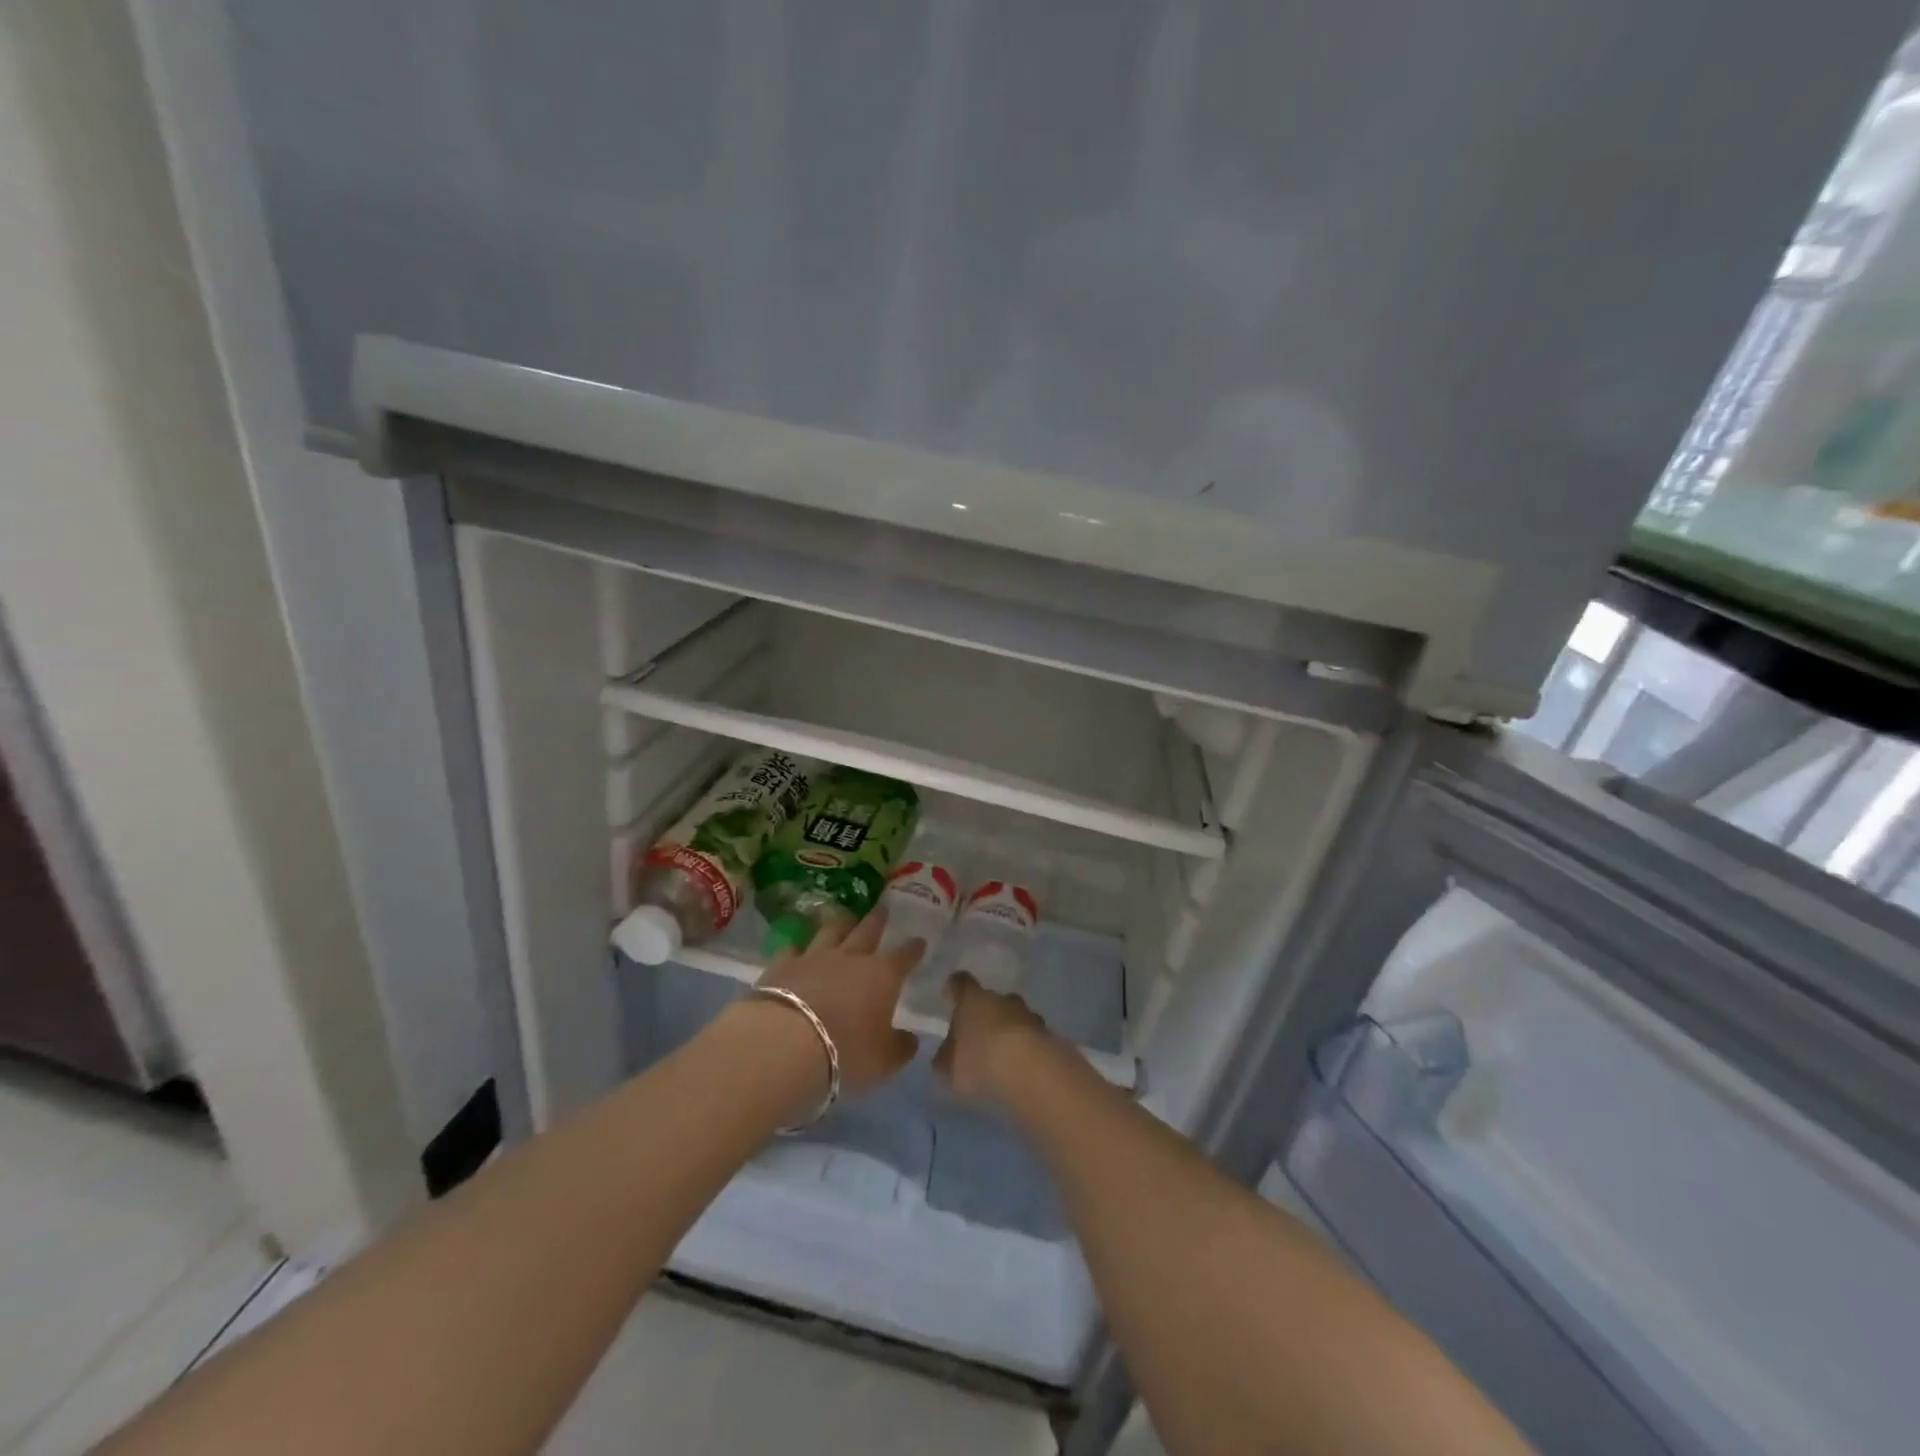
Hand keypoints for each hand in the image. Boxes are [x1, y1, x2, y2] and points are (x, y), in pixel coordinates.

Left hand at [755, 909, 923, 1097]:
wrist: (786, 1042)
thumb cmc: (846, 1051)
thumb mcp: (884, 1060)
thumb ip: (901, 1047)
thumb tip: (911, 1039)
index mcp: (883, 975)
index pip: (904, 955)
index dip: (913, 948)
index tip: (919, 940)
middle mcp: (851, 957)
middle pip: (867, 931)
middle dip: (878, 920)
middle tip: (883, 908)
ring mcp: (815, 957)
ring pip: (831, 931)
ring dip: (841, 922)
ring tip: (846, 916)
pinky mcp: (783, 964)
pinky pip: (793, 948)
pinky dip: (799, 946)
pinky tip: (798, 947)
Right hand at [933, 971, 1055, 1103]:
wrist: (1030, 1070)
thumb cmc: (980, 1061)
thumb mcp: (950, 1068)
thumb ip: (946, 1059)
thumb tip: (945, 1056)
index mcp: (973, 999)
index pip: (961, 983)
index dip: (955, 988)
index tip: (950, 994)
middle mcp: (1002, 999)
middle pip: (992, 1000)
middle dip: (986, 1014)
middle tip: (979, 1036)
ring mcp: (1029, 1015)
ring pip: (1016, 1017)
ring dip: (1010, 1031)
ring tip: (1003, 1056)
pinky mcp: (1050, 1035)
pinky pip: (1032, 1038)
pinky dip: (1027, 1048)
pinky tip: (1022, 1068)